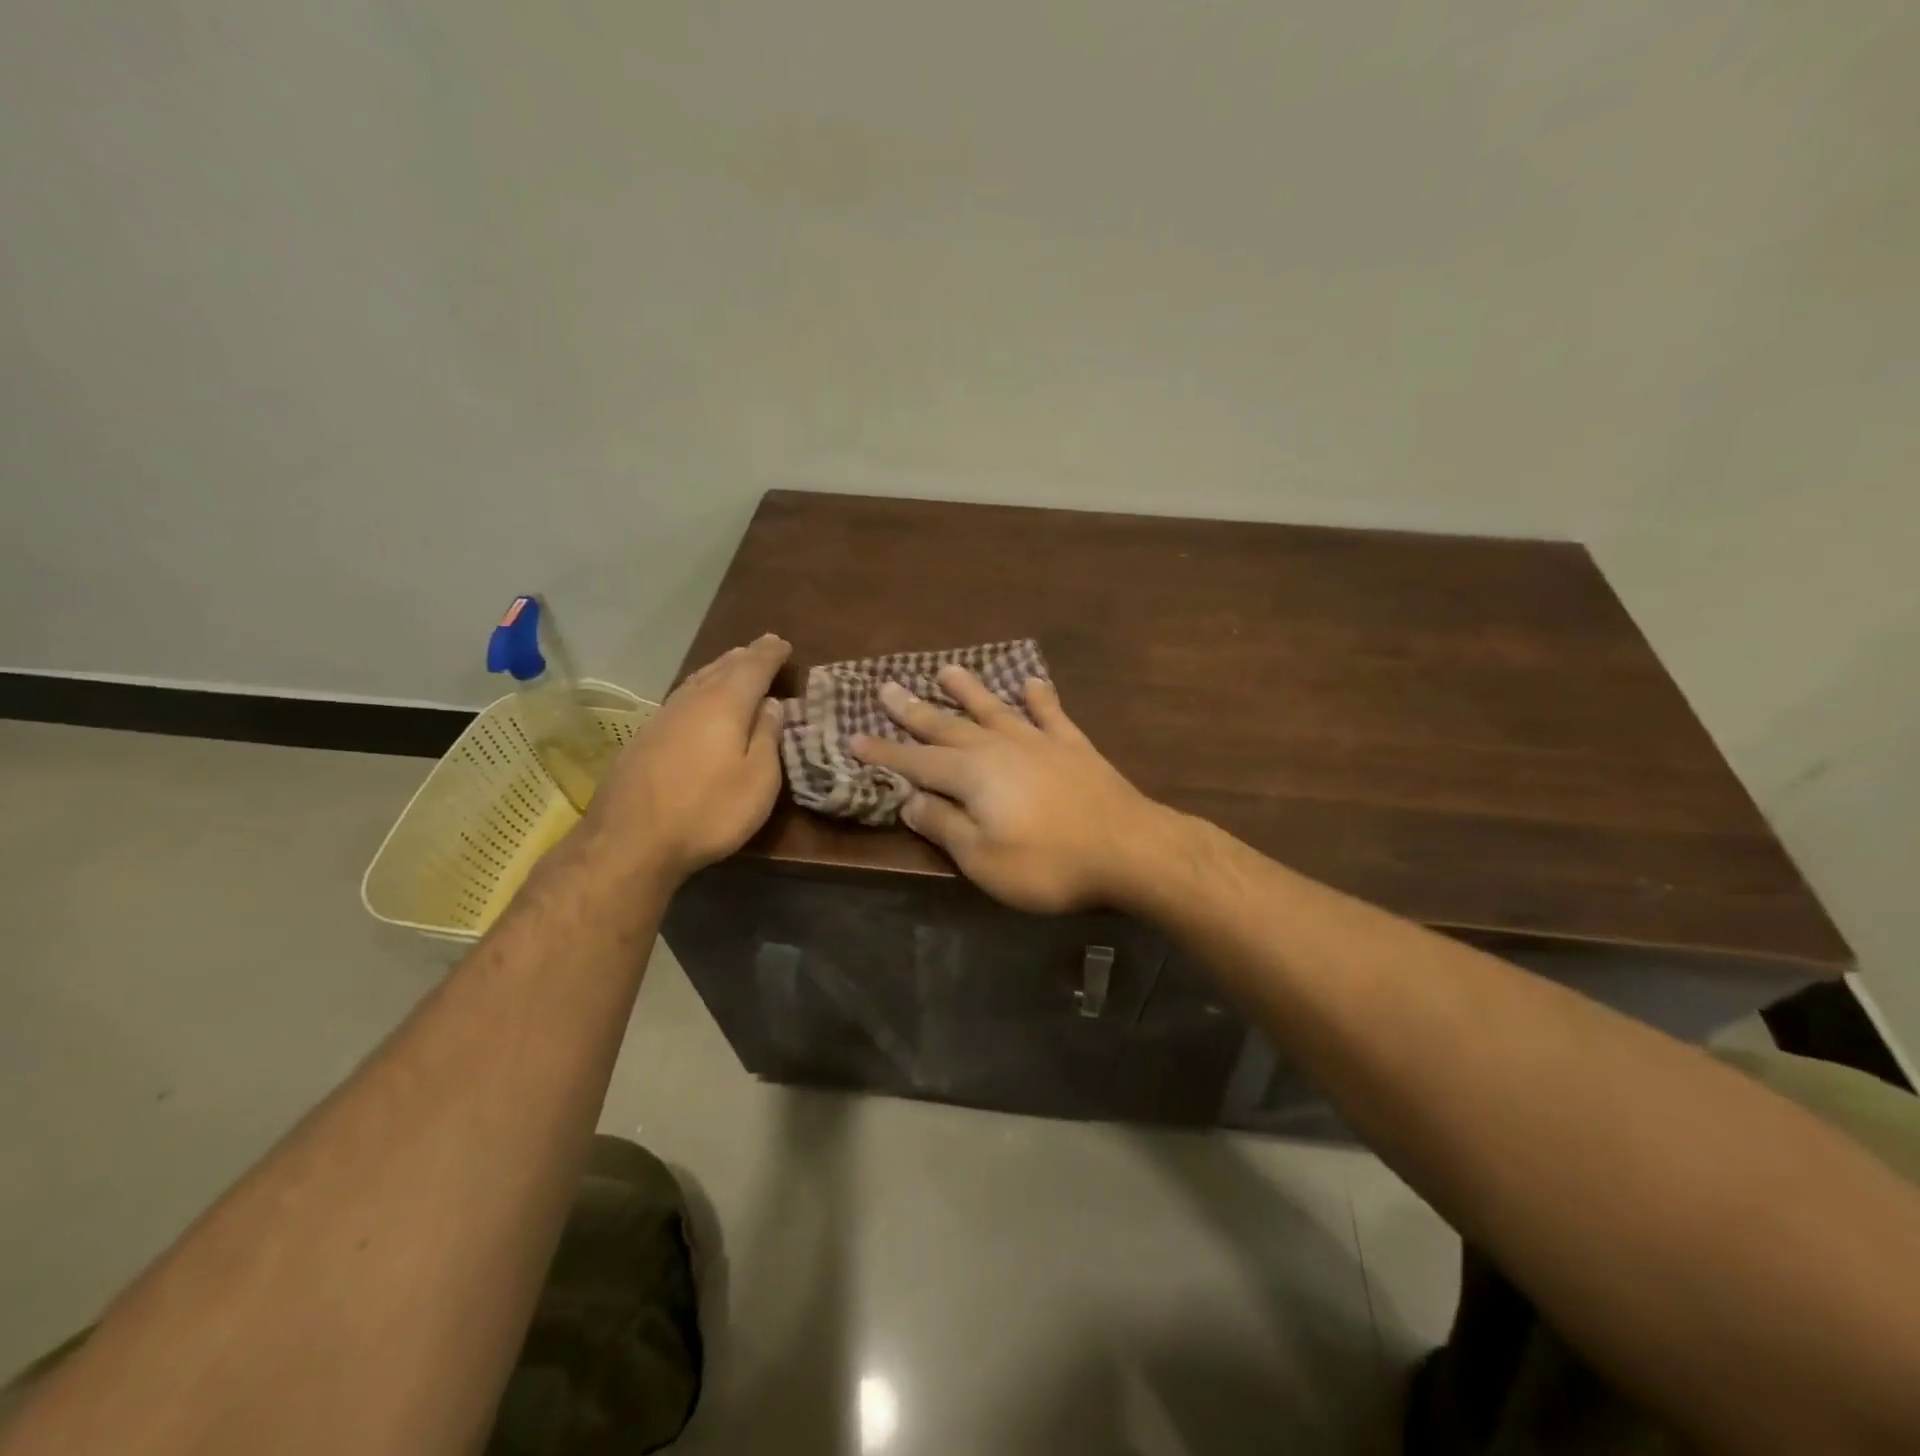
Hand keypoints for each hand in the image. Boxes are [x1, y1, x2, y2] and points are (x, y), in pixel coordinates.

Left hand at [584, 634, 790, 881]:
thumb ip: (768, 738)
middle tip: (763, 646)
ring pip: (698, 680)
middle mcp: (693, 700)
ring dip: (720, 668)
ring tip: (734, 662)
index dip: (771, 654)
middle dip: (746, 656)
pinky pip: (683, 696)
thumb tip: (772, 704)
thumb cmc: (708, 811)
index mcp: (726, 704)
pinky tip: (699, 696)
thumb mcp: (758, 780)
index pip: (753, 667)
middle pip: (723, 668)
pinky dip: (700, 687)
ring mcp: (664, 717)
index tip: (784, 643)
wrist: (630, 841)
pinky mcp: (645, 737)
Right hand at [850, 666, 1163, 912]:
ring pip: (995, 709)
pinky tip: (1031, 683)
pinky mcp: (1074, 747)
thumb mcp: (982, 858)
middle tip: (886, 687)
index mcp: (971, 775)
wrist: (1129, 850)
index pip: (915, 761)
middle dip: (914, 710)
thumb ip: (944, 824)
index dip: (884, 752)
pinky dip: (1039, 698)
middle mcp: (999, 747)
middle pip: (948, 725)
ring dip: (968, 690)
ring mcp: (1039, 742)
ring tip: (946, 670)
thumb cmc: (1048, 863)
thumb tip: (908, 798)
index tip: (853, 737)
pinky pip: (1051, 714)